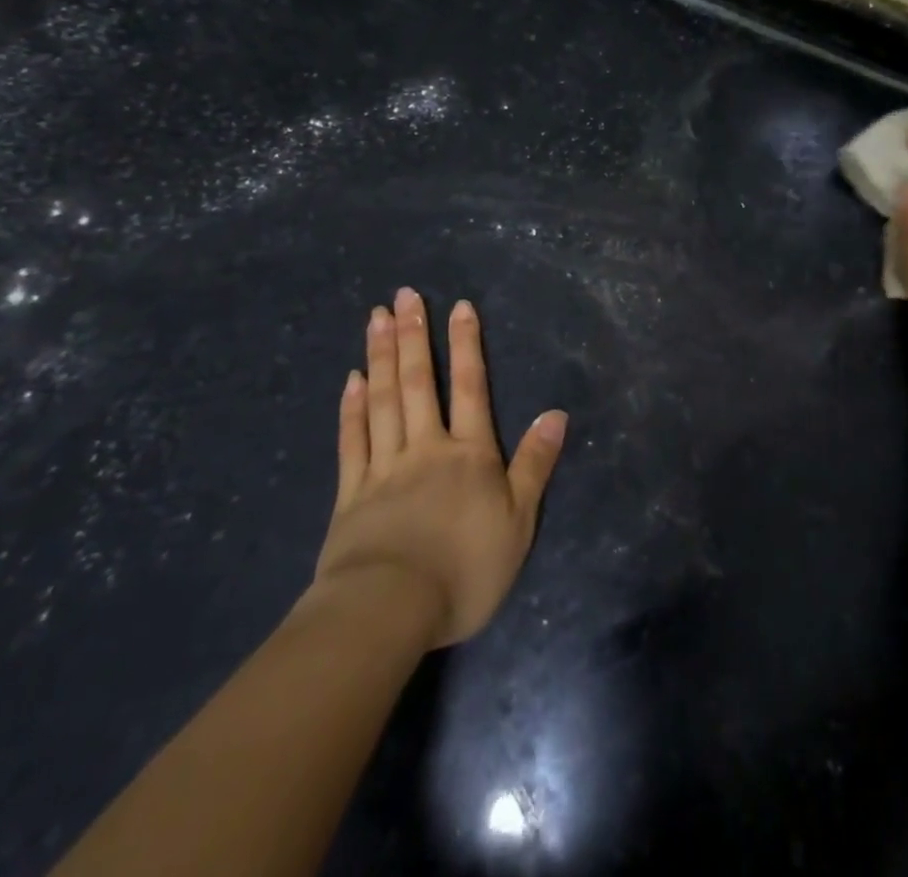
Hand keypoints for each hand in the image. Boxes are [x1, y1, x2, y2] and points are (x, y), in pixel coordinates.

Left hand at [313, 287, 566, 647]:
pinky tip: (351, 379)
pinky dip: (351, 408)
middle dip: (414, 336)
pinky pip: (352, 441)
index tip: (458, 306)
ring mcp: (383, 468)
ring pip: (383, 401)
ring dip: (380, 356)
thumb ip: (535, 464)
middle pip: (419, 383)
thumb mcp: (518, 522)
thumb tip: (556, 413)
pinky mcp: (350, 495)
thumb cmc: (464, 569)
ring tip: (376, 318)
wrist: (388, 612)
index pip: (470, 387)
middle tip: (404, 295)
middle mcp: (426, 448)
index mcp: (469, 454)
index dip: (466, 344)